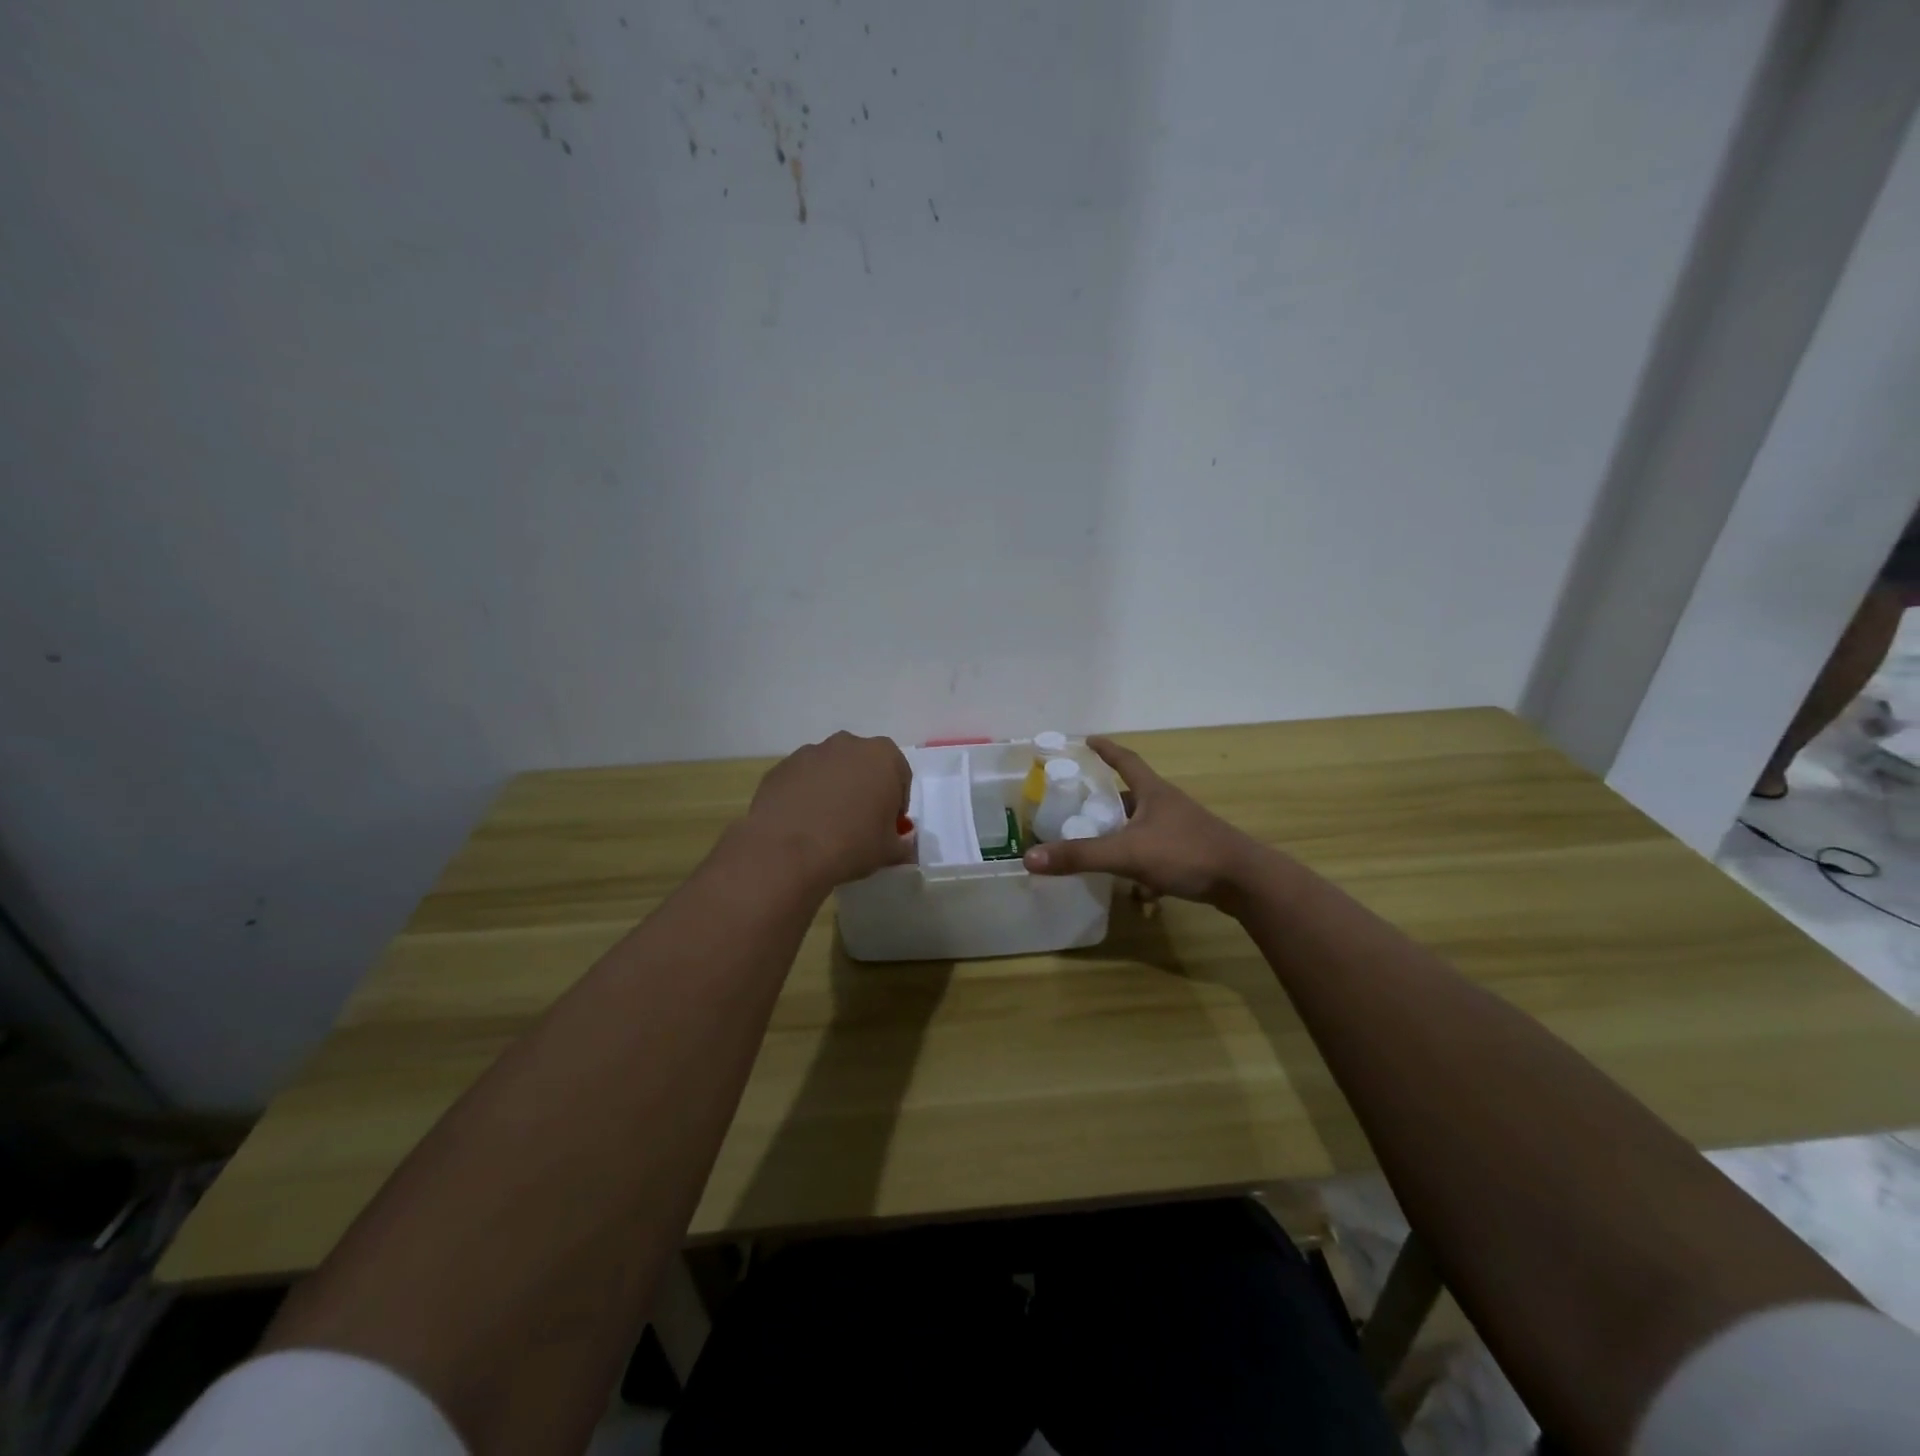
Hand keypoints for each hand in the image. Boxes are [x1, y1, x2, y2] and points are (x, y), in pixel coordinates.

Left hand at [741, 731, 913, 891]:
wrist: (787, 852)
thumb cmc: (852, 844)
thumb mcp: (890, 851)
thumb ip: (903, 843)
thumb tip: (902, 844)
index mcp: (883, 756)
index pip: (900, 776)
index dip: (896, 803)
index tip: (887, 827)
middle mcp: (847, 744)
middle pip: (864, 765)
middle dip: (865, 789)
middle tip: (859, 823)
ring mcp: (810, 752)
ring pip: (831, 770)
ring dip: (834, 789)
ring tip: (826, 825)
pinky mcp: (781, 767)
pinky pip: (802, 780)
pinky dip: (806, 795)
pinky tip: (802, 824)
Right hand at [1022, 736, 1264, 907]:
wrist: (1245, 881)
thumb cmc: (1186, 854)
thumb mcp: (1127, 853)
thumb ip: (1080, 856)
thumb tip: (1030, 857)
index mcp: (1153, 792)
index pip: (1125, 760)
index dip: (1106, 750)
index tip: (1087, 740)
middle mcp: (1167, 805)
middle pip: (1132, 794)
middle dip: (1107, 799)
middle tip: (1079, 805)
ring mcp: (1182, 829)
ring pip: (1144, 825)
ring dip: (1123, 833)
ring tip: (1099, 845)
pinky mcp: (1192, 853)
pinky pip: (1157, 851)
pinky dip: (1141, 861)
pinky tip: (1135, 886)